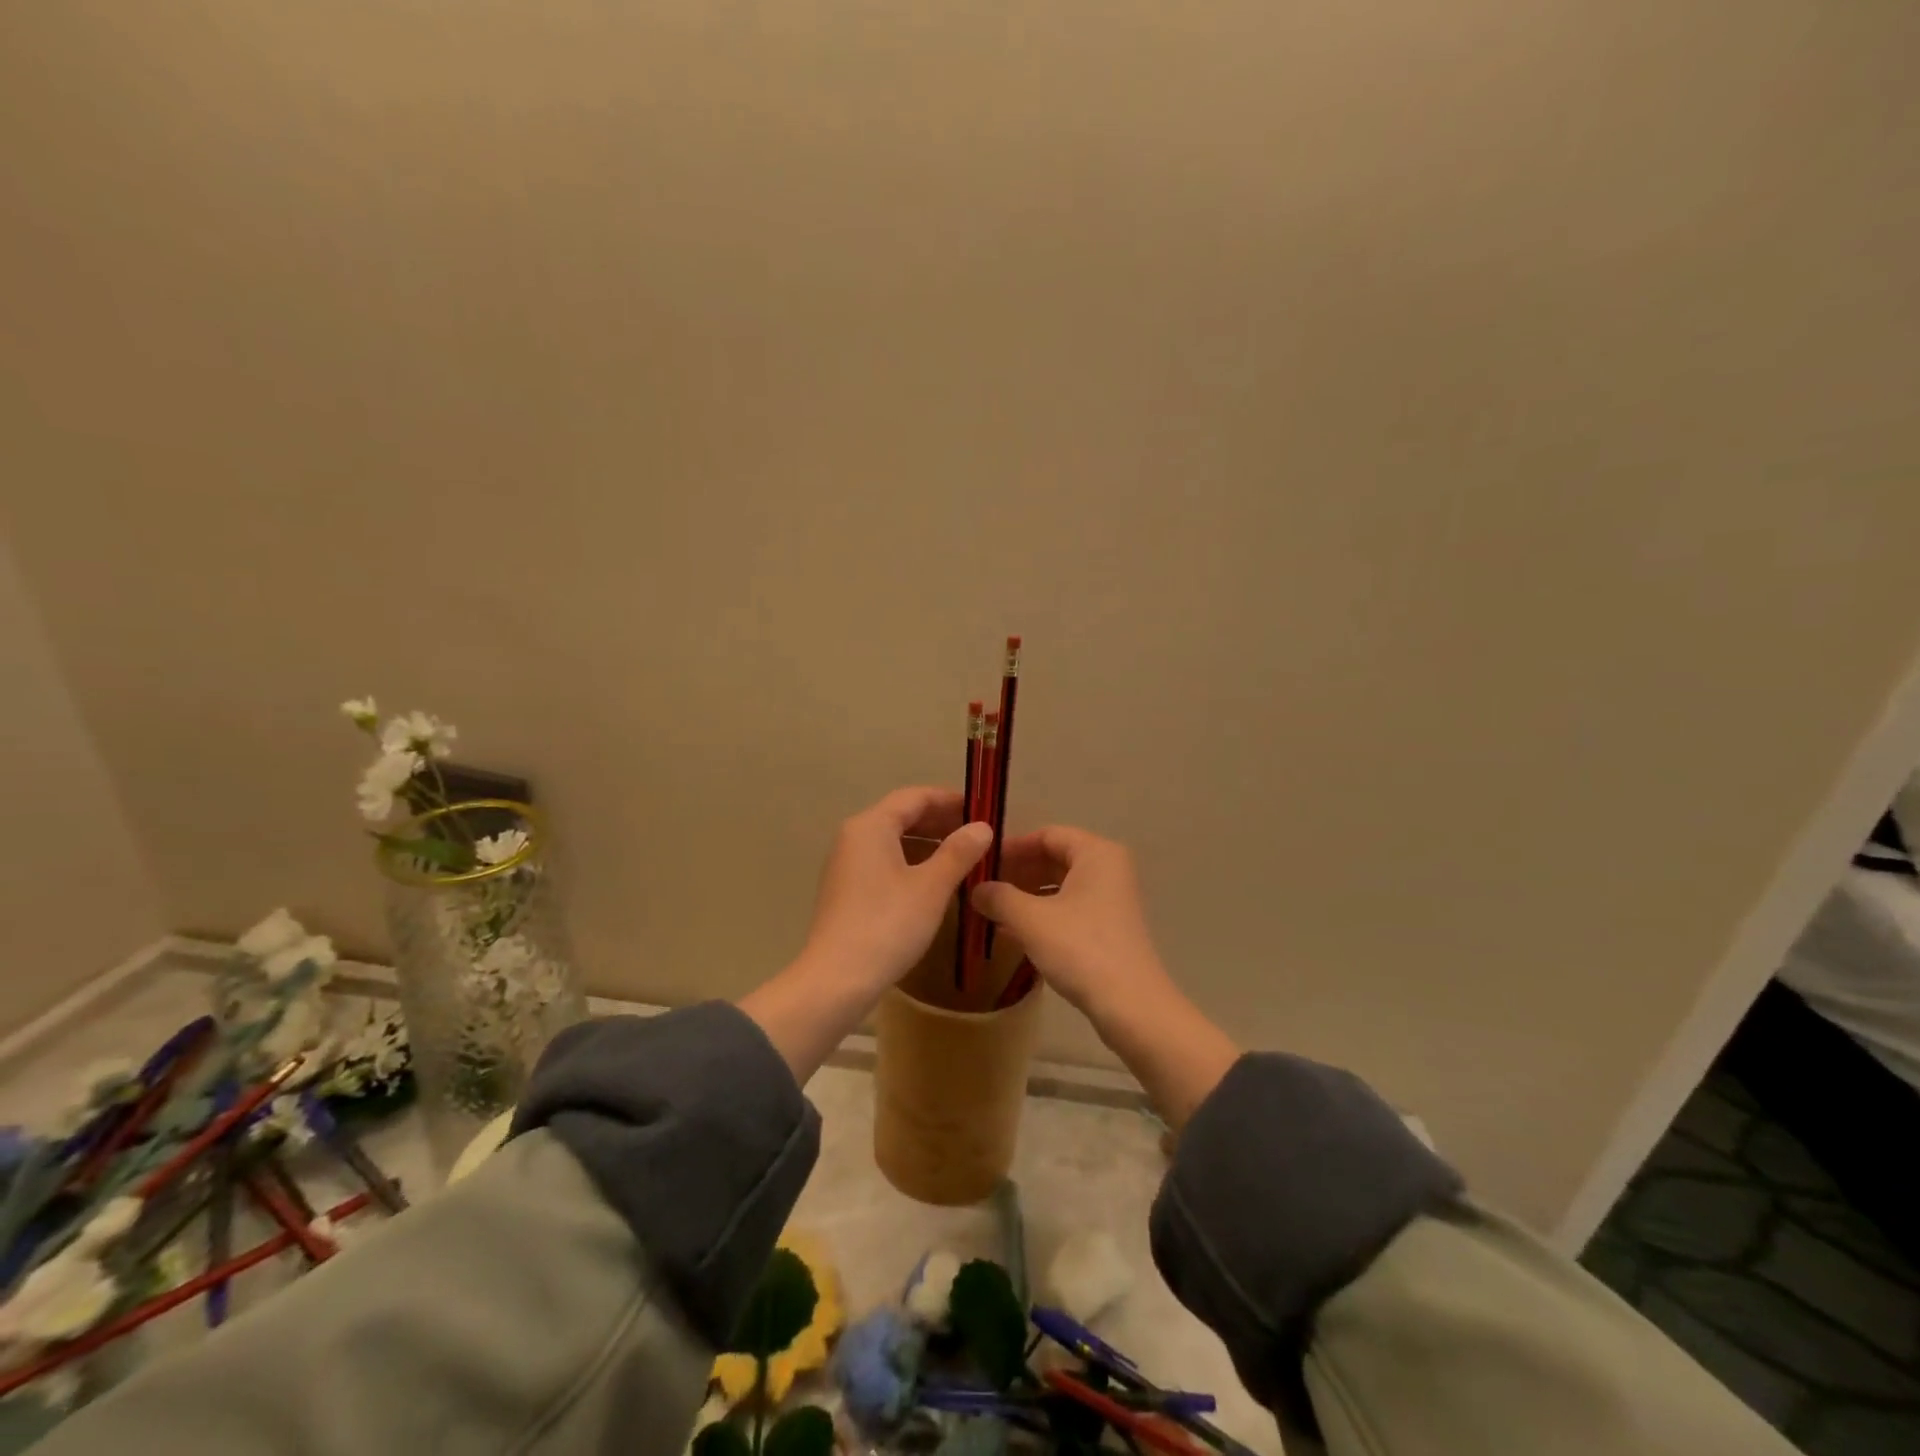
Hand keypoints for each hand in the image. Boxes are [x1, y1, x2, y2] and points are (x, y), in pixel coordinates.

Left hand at [800, 786, 992, 996]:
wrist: (836, 980)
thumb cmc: (888, 924)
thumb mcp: (931, 887)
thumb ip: (959, 852)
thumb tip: (983, 827)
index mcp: (871, 826)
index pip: (915, 797)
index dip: (950, 800)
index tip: (982, 808)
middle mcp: (854, 837)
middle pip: (902, 816)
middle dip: (941, 822)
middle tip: (979, 834)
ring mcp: (847, 865)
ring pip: (894, 842)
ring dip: (929, 845)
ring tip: (964, 858)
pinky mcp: (847, 891)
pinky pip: (885, 863)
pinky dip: (913, 864)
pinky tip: (936, 883)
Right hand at [971, 825, 1172, 1019]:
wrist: (1131, 1005)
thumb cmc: (1080, 948)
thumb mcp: (1030, 919)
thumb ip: (999, 897)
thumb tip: (975, 889)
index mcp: (1096, 853)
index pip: (1047, 835)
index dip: (1012, 847)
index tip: (981, 862)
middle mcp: (1108, 869)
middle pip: (1055, 858)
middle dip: (1017, 872)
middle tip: (982, 887)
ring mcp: (1112, 900)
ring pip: (1061, 885)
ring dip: (1026, 895)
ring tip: (991, 910)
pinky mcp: (1110, 928)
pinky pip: (1069, 908)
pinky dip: (1042, 914)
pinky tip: (1012, 931)